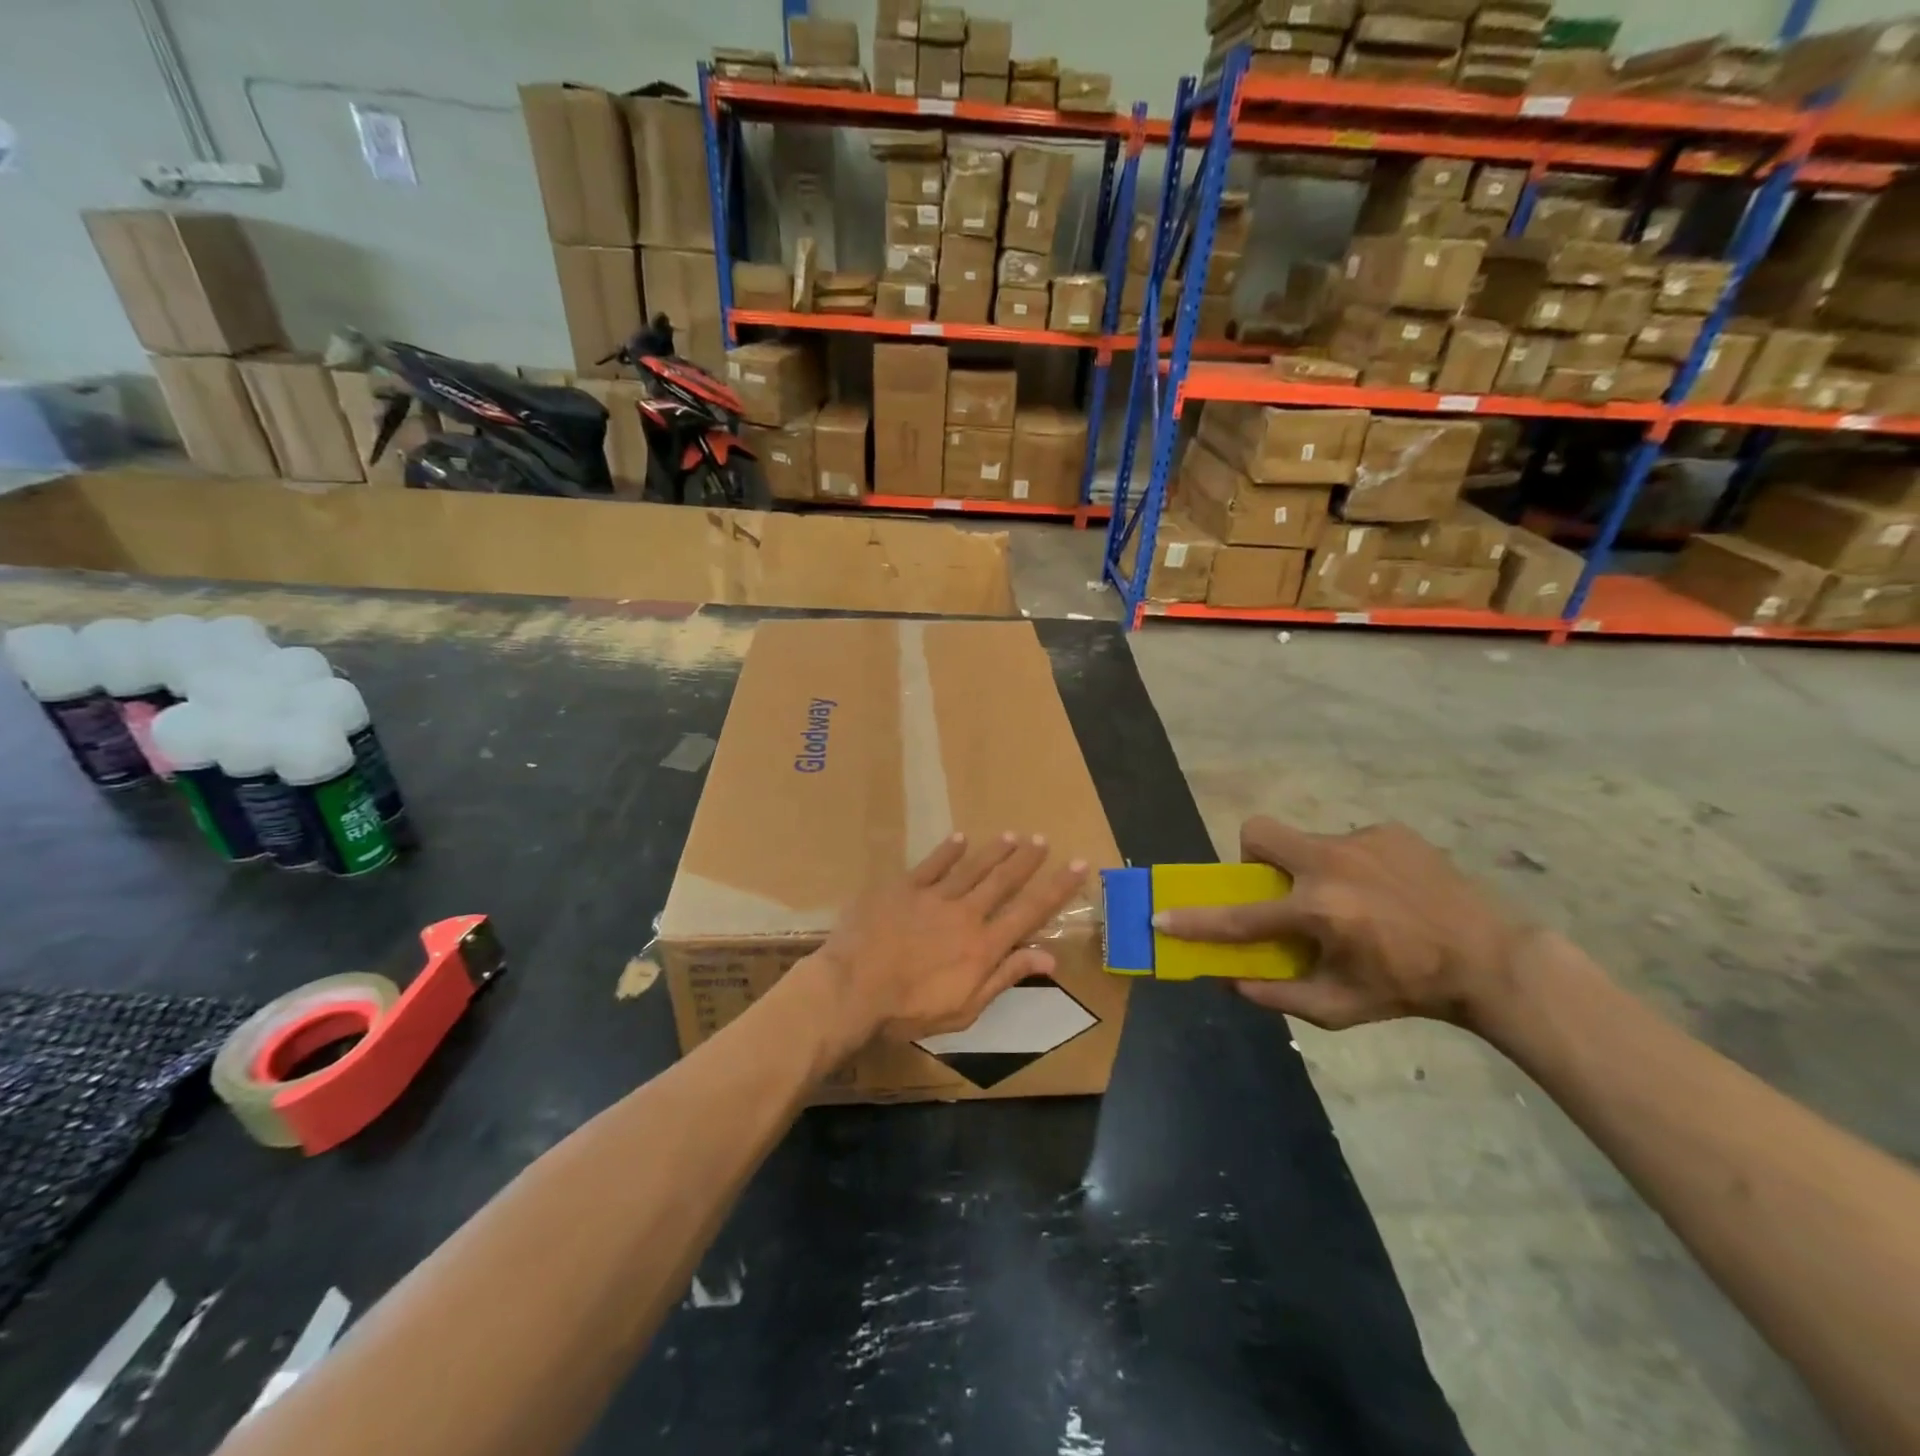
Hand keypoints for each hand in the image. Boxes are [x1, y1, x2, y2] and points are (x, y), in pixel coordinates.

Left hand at [794, 833, 1087, 1061]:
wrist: (853, 988)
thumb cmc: (908, 1010)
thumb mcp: (965, 1008)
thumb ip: (1005, 977)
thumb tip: (1048, 958)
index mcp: (983, 946)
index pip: (1030, 912)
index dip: (1057, 888)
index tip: (1078, 865)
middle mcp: (965, 914)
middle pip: (1003, 881)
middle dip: (1027, 860)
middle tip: (1043, 840)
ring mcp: (933, 897)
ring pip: (972, 867)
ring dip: (994, 851)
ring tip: (1013, 835)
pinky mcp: (903, 888)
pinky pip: (931, 864)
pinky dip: (947, 850)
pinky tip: (960, 837)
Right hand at [1154, 816, 1529, 1030]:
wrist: (1492, 959)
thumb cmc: (1409, 989)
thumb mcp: (1339, 1008)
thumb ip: (1277, 995)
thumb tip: (1231, 980)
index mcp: (1318, 911)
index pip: (1240, 916)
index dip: (1195, 920)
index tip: (1161, 915)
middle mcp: (1331, 865)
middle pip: (1259, 833)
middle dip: (1252, 857)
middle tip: (1278, 889)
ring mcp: (1361, 841)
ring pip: (1305, 840)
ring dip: (1310, 869)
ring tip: (1350, 900)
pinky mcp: (1388, 831)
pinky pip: (1347, 842)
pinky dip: (1350, 866)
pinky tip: (1383, 892)